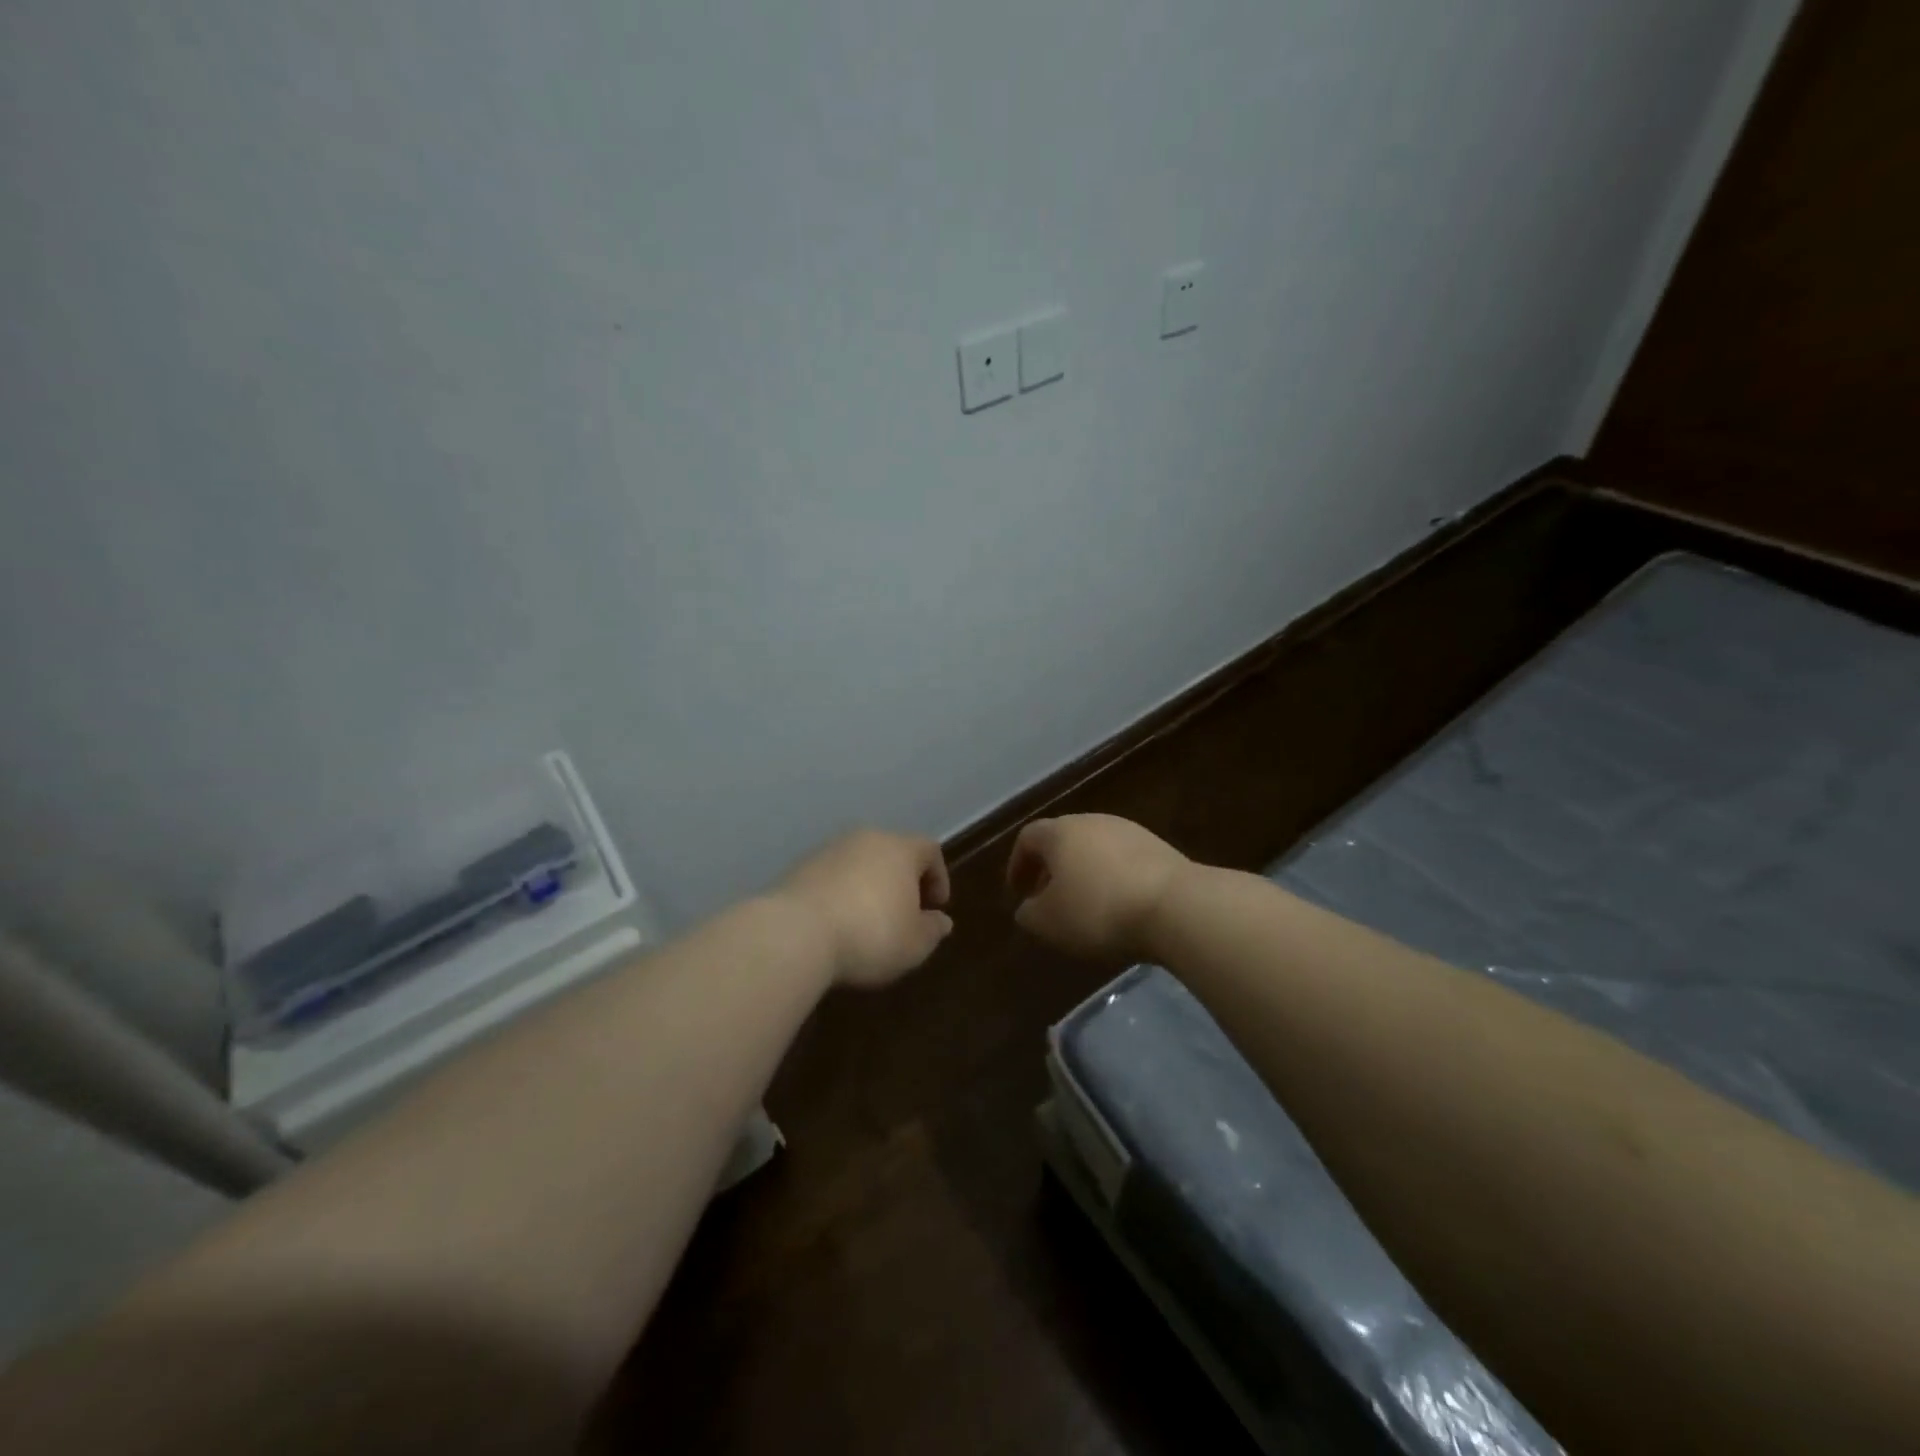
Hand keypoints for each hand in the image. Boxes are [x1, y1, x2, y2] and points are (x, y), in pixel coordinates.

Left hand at [774, 830, 953, 988]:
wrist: (795, 933)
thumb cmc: (871, 935)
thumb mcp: (914, 944)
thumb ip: (932, 930)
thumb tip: (941, 921)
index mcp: (900, 848)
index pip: (929, 850)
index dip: (938, 877)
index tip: (935, 907)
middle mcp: (866, 839)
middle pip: (893, 852)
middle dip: (902, 880)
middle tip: (904, 913)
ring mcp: (829, 850)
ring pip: (860, 863)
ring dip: (869, 886)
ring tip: (867, 921)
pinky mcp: (800, 868)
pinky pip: (832, 876)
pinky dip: (841, 894)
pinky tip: (837, 924)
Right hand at [1006, 814, 1190, 960]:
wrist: (1175, 906)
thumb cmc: (1099, 910)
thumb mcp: (1049, 922)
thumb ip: (1029, 913)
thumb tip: (1028, 907)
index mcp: (1060, 832)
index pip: (1028, 837)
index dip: (1018, 864)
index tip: (1018, 892)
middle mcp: (1093, 822)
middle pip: (1063, 839)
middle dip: (1051, 868)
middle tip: (1049, 899)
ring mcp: (1130, 831)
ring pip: (1095, 849)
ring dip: (1083, 873)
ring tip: (1085, 905)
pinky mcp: (1159, 848)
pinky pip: (1123, 860)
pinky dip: (1112, 878)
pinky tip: (1119, 906)